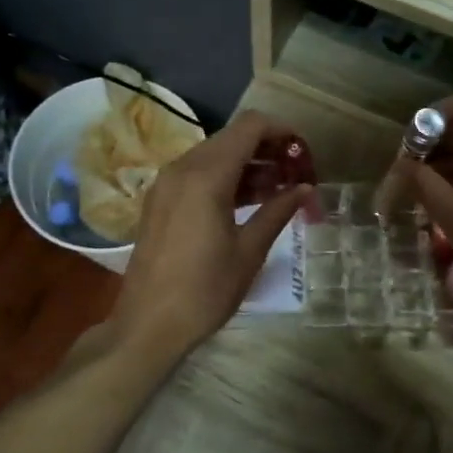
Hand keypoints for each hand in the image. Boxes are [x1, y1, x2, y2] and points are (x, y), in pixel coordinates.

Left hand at [112, 110, 309, 362]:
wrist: (148, 325)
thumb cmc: (205, 291)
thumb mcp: (249, 251)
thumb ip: (278, 211)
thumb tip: (304, 188)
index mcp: (206, 176)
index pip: (249, 127)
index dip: (281, 131)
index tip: (304, 153)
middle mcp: (182, 168)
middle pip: (231, 137)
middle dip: (266, 148)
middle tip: (295, 174)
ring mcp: (166, 183)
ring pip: (214, 155)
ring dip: (247, 164)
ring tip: (279, 189)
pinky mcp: (159, 201)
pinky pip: (197, 174)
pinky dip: (225, 178)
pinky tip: (247, 202)